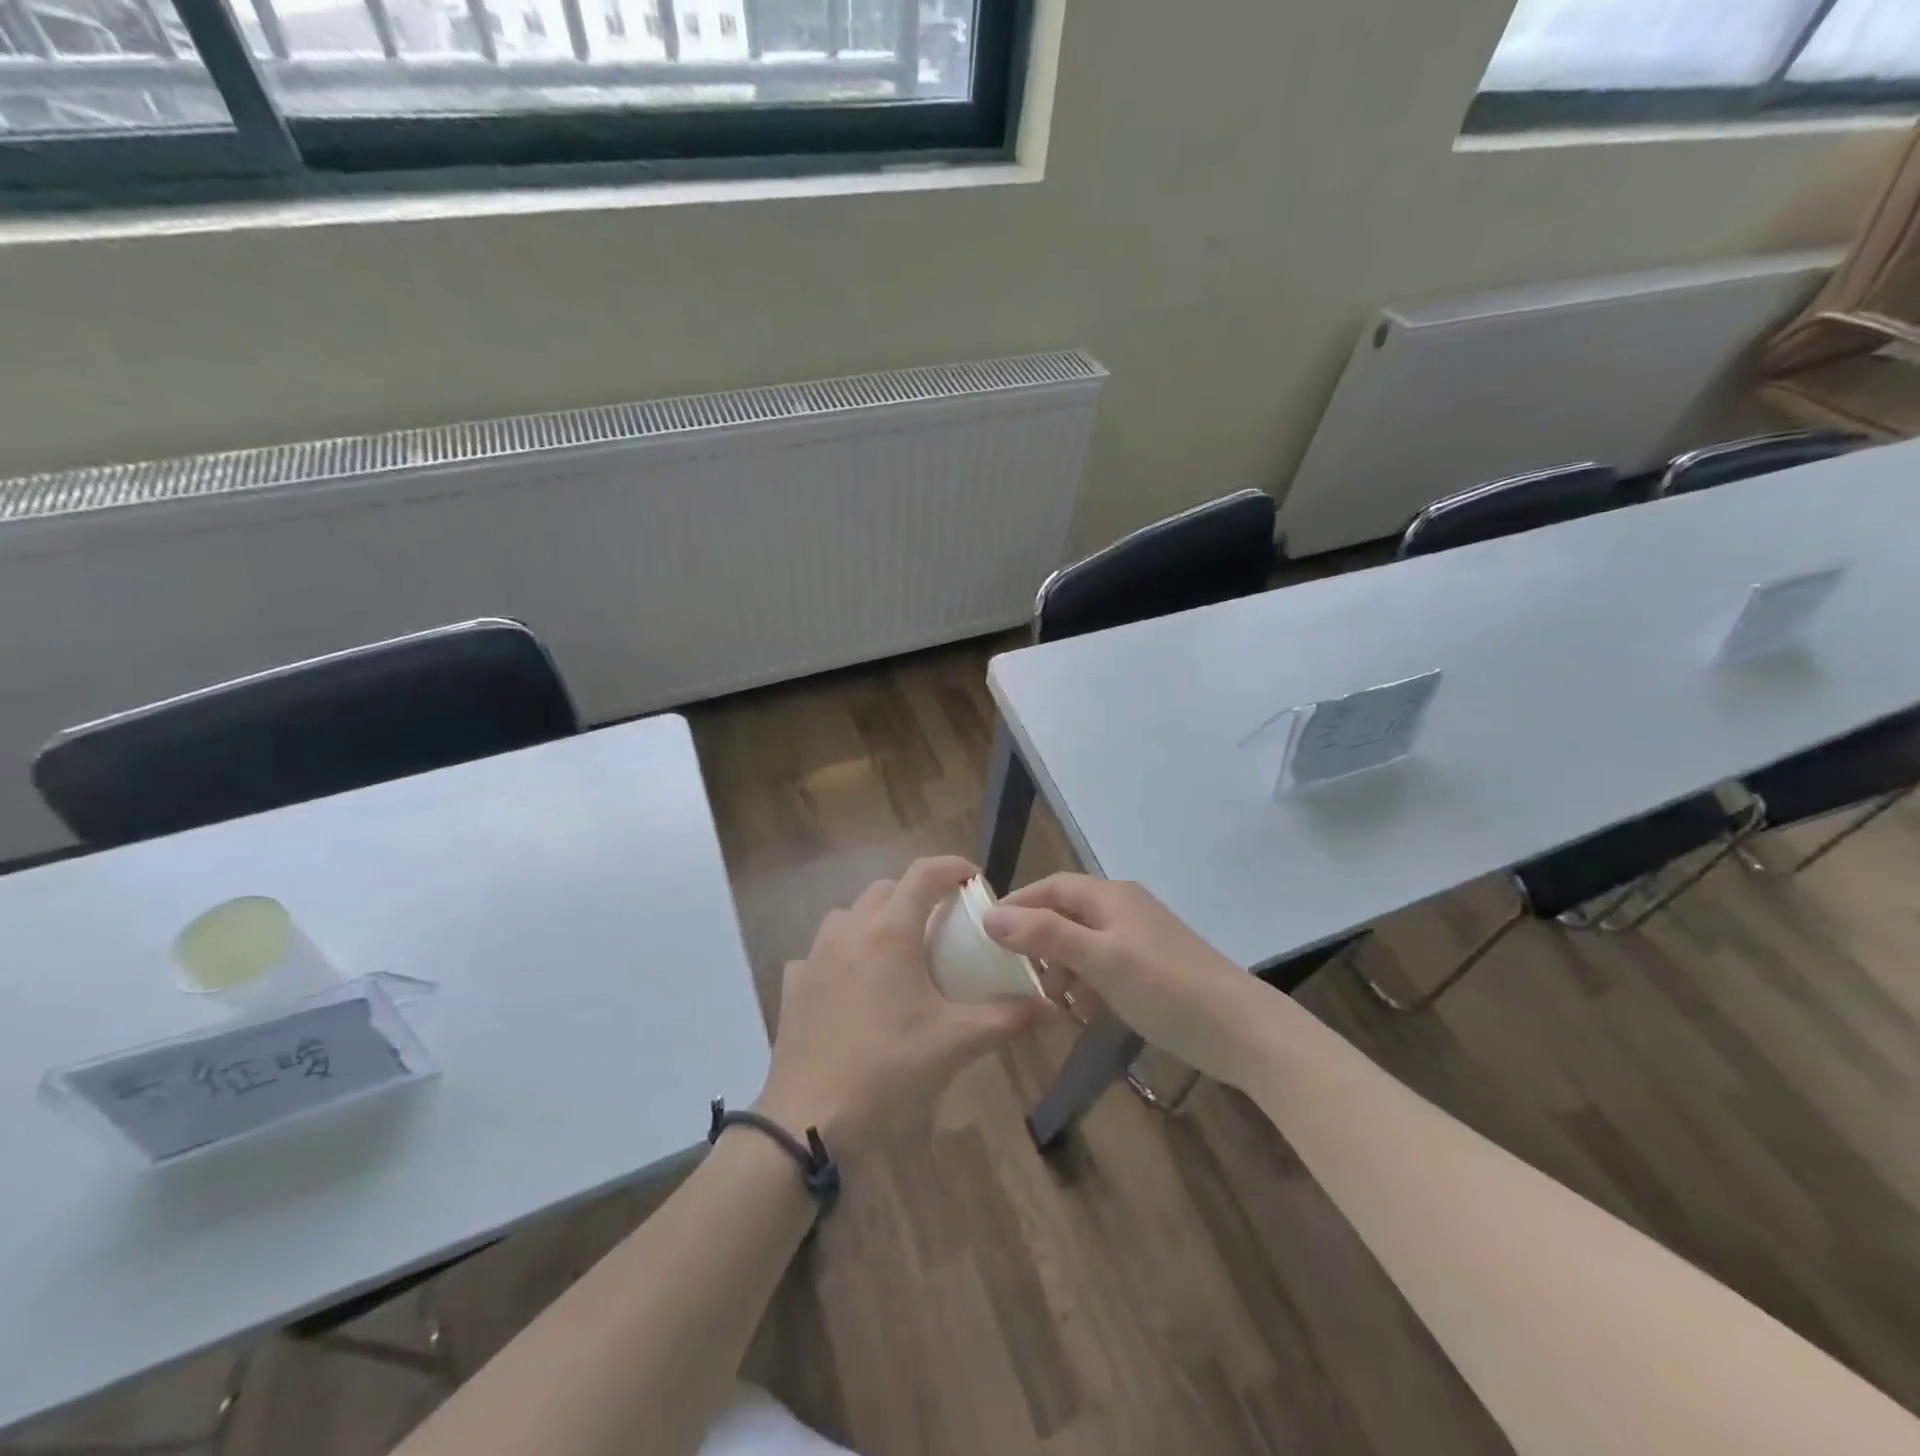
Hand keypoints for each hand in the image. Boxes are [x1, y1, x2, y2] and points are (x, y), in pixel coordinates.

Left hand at [755, 856, 1047, 1162]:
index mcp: (891, 932)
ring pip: (849, 914)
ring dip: (876, 918)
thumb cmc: (888, 1068)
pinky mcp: (794, 983)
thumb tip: (1049, 1006)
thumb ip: (1006, 1018)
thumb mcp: (955, 1043)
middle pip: (886, 888)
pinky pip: (820, 952)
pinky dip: (841, 955)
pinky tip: (851, 986)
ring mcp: (816, 955)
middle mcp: (850, 930)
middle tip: (941, 924)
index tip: (974, 880)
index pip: (924, 873)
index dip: (952, 867)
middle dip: (917, 894)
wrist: (810, 1116)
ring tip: (897, 950)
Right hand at [982, 875, 1260, 1086]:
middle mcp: (1124, 909)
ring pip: (1085, 944)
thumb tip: (991, 916)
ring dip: (1063, 968)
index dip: (1018, 904)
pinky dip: (1088, 984)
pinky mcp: (1152, 969)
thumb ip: (1046, 935)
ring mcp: (1140, 939)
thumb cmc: (1165, 986)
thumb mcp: (1100, 960)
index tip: (986, 932)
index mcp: (1111, 896)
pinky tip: (1085, 1013)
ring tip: (1053, 1001)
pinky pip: (1105, 967)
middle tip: (1018, 975)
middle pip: (1066, 915)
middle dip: (1039, 942)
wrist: (1241, 1030)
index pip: (1052, 887)